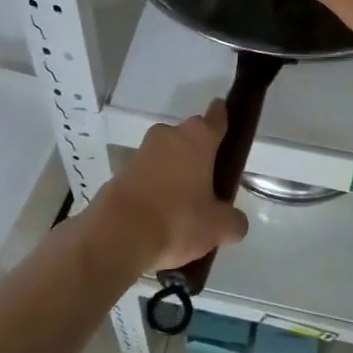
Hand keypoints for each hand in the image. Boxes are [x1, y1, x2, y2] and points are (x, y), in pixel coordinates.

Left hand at [94, 101, 248, 271]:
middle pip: (190, 137)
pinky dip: (154, 188)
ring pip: (166, 156)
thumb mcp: (217, 228)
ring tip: (183, 206)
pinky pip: (146, 175)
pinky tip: (159, 216)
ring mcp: (141, 152)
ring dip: (174, 172)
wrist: (117, 236)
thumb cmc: (177, 220)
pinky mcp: (120, 172)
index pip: (216, 116)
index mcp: (198, 138)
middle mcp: (169, 135)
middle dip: (198, 154)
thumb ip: (233, 221)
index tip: (226, 122)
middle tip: (209, 183)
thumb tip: (235, 221)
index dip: (223, 118)